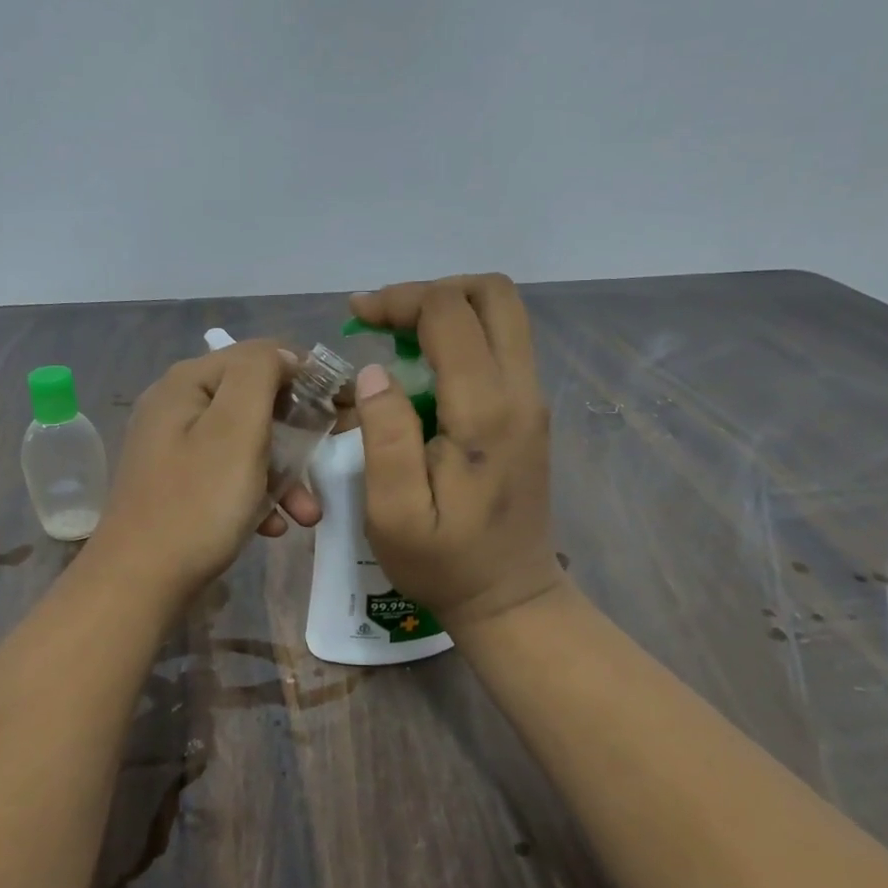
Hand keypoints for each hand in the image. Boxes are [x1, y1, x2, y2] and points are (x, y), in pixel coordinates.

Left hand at [86, 340, 320, 599]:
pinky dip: (256, 495)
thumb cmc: (197, 503)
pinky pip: (228, 475)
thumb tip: (282, 355)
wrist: (138, 584)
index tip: (341, 406)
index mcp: (187, 383)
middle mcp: (176, 406)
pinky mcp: (178, 485)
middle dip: (296, 434)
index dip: (304, 374)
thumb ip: (260, 374)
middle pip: (253, 401)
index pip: (259, 355)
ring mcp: (174, 448)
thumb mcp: (236, 429)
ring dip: (283, 473)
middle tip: (329, 457)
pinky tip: (274, 526)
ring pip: (245, 444)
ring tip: (308, 512)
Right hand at [350, 275, 567, 628]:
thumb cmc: (444, 561)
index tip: (356, 316)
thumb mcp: (393, 513)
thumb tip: (376, 370)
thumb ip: (385, 435)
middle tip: (384, 319)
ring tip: (398, 337)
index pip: (449, 314)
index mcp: (484, 411)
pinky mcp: (529, 410)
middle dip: (431, 291)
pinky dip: (462, 333)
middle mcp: (520, 391)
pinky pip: (502, 343)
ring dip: (448, 309)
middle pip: (493, 294)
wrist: (510, 596)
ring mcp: (531, 398)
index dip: (399, 300)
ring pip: (502, 314)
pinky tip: (423, 366)